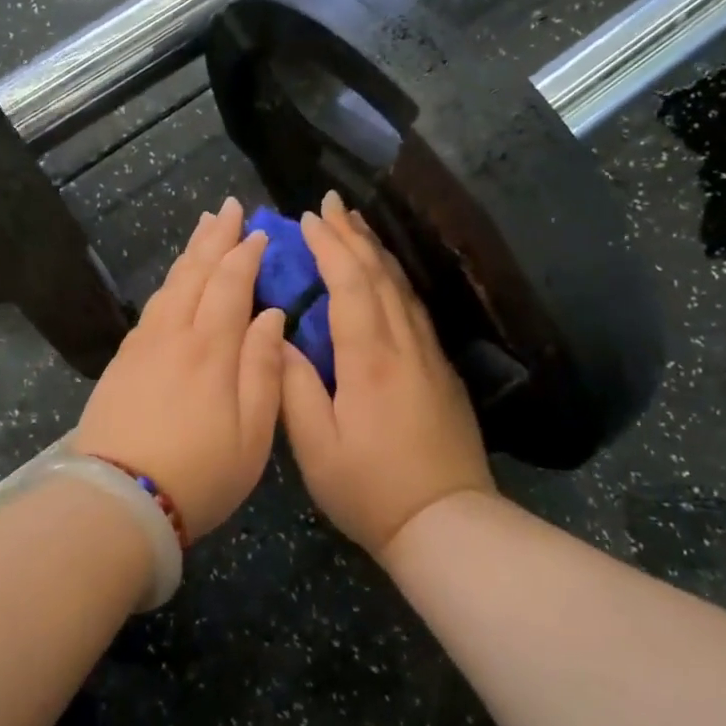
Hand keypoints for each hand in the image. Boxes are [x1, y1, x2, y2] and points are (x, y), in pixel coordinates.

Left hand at [75, 197, 286, 539]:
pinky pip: (152, 306)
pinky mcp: (122, 361)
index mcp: (212, 348)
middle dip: (215, 237)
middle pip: (196, 273)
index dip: (247, 255)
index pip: (231, 284)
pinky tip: (174, 282)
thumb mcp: (253, 433)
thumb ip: (264, 368)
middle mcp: (175, 334)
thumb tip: (271, 314)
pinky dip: (169, 282)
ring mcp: (143, 345)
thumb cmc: (200, 474)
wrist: (118, 501)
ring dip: (190, 253)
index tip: (260, 231)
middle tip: (228, 206)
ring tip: (203, 228)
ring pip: (170, 285)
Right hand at [279, 191, 495, 556]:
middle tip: (331, 202)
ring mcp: (429, 356)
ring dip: (377, 251)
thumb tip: (279, 336)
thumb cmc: (371, 489)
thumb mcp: (317, 447)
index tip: (308, 218)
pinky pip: (414, 308)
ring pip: (402, 287)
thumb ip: (293, 386)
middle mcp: (404, 345)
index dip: (329, 246)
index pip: (350, 283)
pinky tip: (385, 277)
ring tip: (355, 225)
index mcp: (369, 359)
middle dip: (353, 234)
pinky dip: (394, 280)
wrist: (447, 522)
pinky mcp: (441, 371)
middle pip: (380, 274)